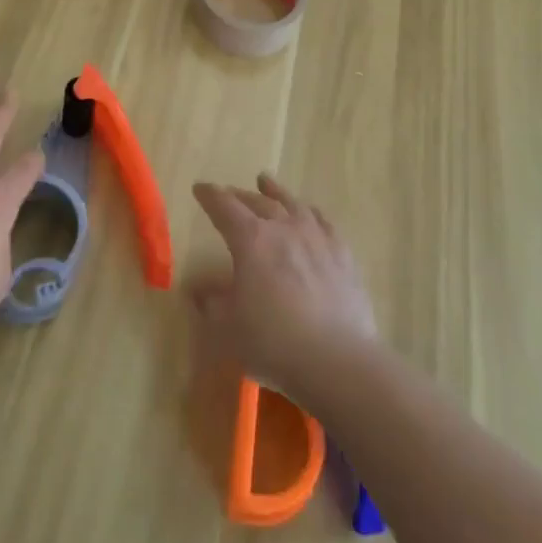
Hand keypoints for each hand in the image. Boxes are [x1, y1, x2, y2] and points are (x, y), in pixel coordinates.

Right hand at [189, 173, 377, 393]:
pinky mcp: (343, 255)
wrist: (337, 360)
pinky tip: (310, 213)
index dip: (210, 196)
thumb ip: (212, 303)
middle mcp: (283, 228)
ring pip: (293, 204)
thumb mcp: (228, 328)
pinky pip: (324, 222)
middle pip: (259, 202)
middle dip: (240, 196)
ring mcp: (317, 238)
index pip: (225, 207)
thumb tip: (198, 288)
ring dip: (276, 192)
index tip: (200, 188)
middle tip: (229, 193)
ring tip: (266, 182)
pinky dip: (311, 212)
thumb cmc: (273, 343)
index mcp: (251, 240)